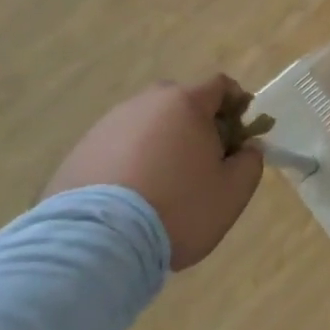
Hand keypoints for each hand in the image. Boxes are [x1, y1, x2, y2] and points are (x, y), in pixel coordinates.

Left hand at [43, 77, 263, 270]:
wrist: (97, 243)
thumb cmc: (178, 208)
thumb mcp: (233, 191)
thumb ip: (250, 162)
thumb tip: (247, 148)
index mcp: (185, 104)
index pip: (219, 85)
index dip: (236, 103)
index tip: (242, 129)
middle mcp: (145, 104)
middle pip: (179, 101)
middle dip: (196, 122)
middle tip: (204, 157)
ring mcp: (107, 126)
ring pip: (145, 124)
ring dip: (160, 142)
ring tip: (163, 182)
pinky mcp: (78, 152)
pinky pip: (116, 147)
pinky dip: (129, 161)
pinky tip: (132, 195)